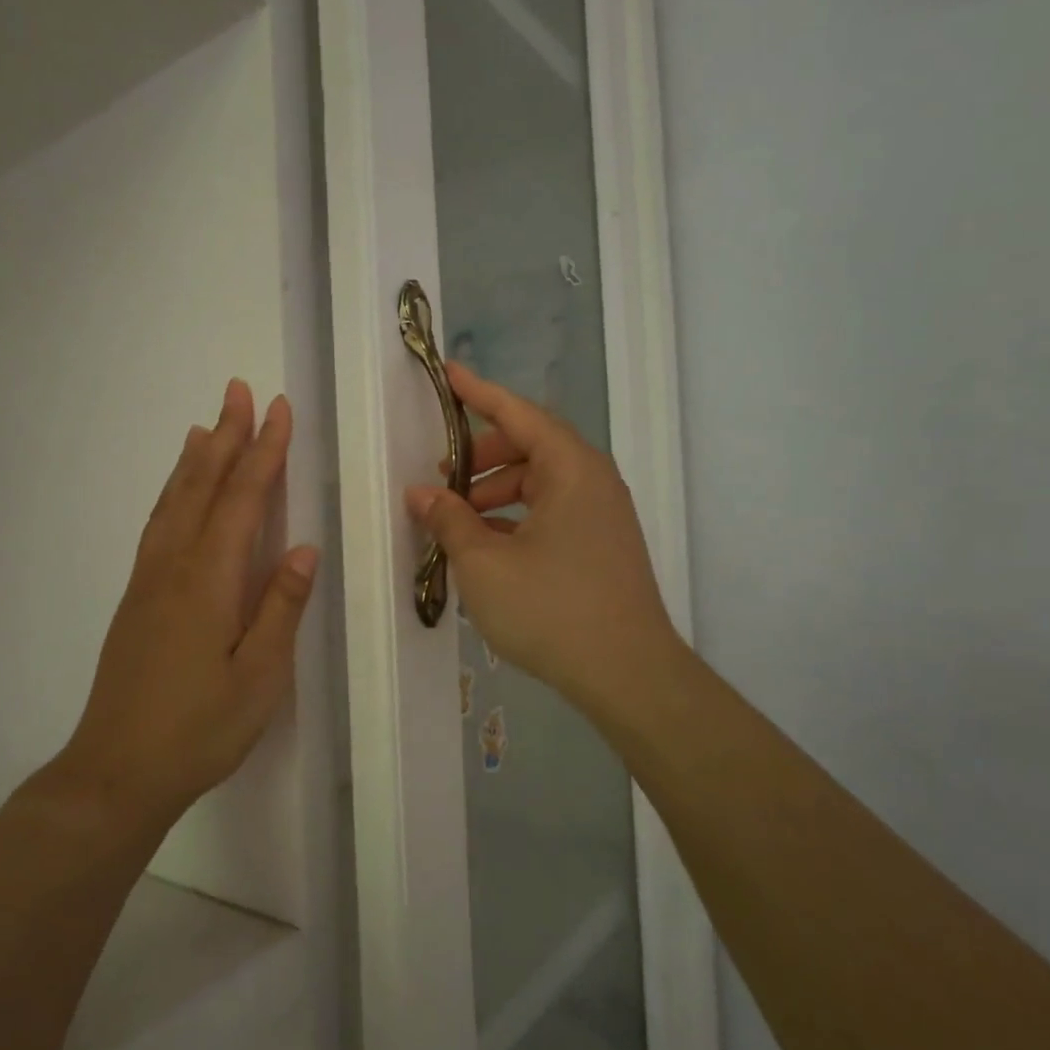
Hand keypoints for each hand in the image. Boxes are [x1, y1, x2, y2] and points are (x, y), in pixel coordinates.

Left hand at [52, 379, 317, 825]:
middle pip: (201, 486)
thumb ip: (280, 607)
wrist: (116, 771)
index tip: (278, 410)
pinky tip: (178, 492)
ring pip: (173, 501)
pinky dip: (172, 493)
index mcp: (208, 581)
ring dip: (195, 458)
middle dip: (225, 436)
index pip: (241, 500)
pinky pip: (158, 525)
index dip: (263, 452)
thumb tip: (302, 547)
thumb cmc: (199, 729)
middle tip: (238, 390)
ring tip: (208, 424)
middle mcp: (173, 567)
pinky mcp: (137, 598)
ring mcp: (148, 581)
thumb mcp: (259, 677)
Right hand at [405, 363, 680, 718]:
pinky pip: (553, 512)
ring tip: (459, 523)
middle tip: (441, 481)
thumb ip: (449, 521)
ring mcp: (603, 514)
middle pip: (529, 447)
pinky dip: (517, 517)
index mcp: (570, 468)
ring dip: (496, 493)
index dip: (479, 393)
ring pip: (540, 483)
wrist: (628, 675)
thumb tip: (421, 495)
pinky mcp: (603, 545)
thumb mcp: (485, 564)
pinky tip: (489, 548)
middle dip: (481, 459)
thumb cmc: (552, 609)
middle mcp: (593, 480)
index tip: (448, 374)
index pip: (518, 414)